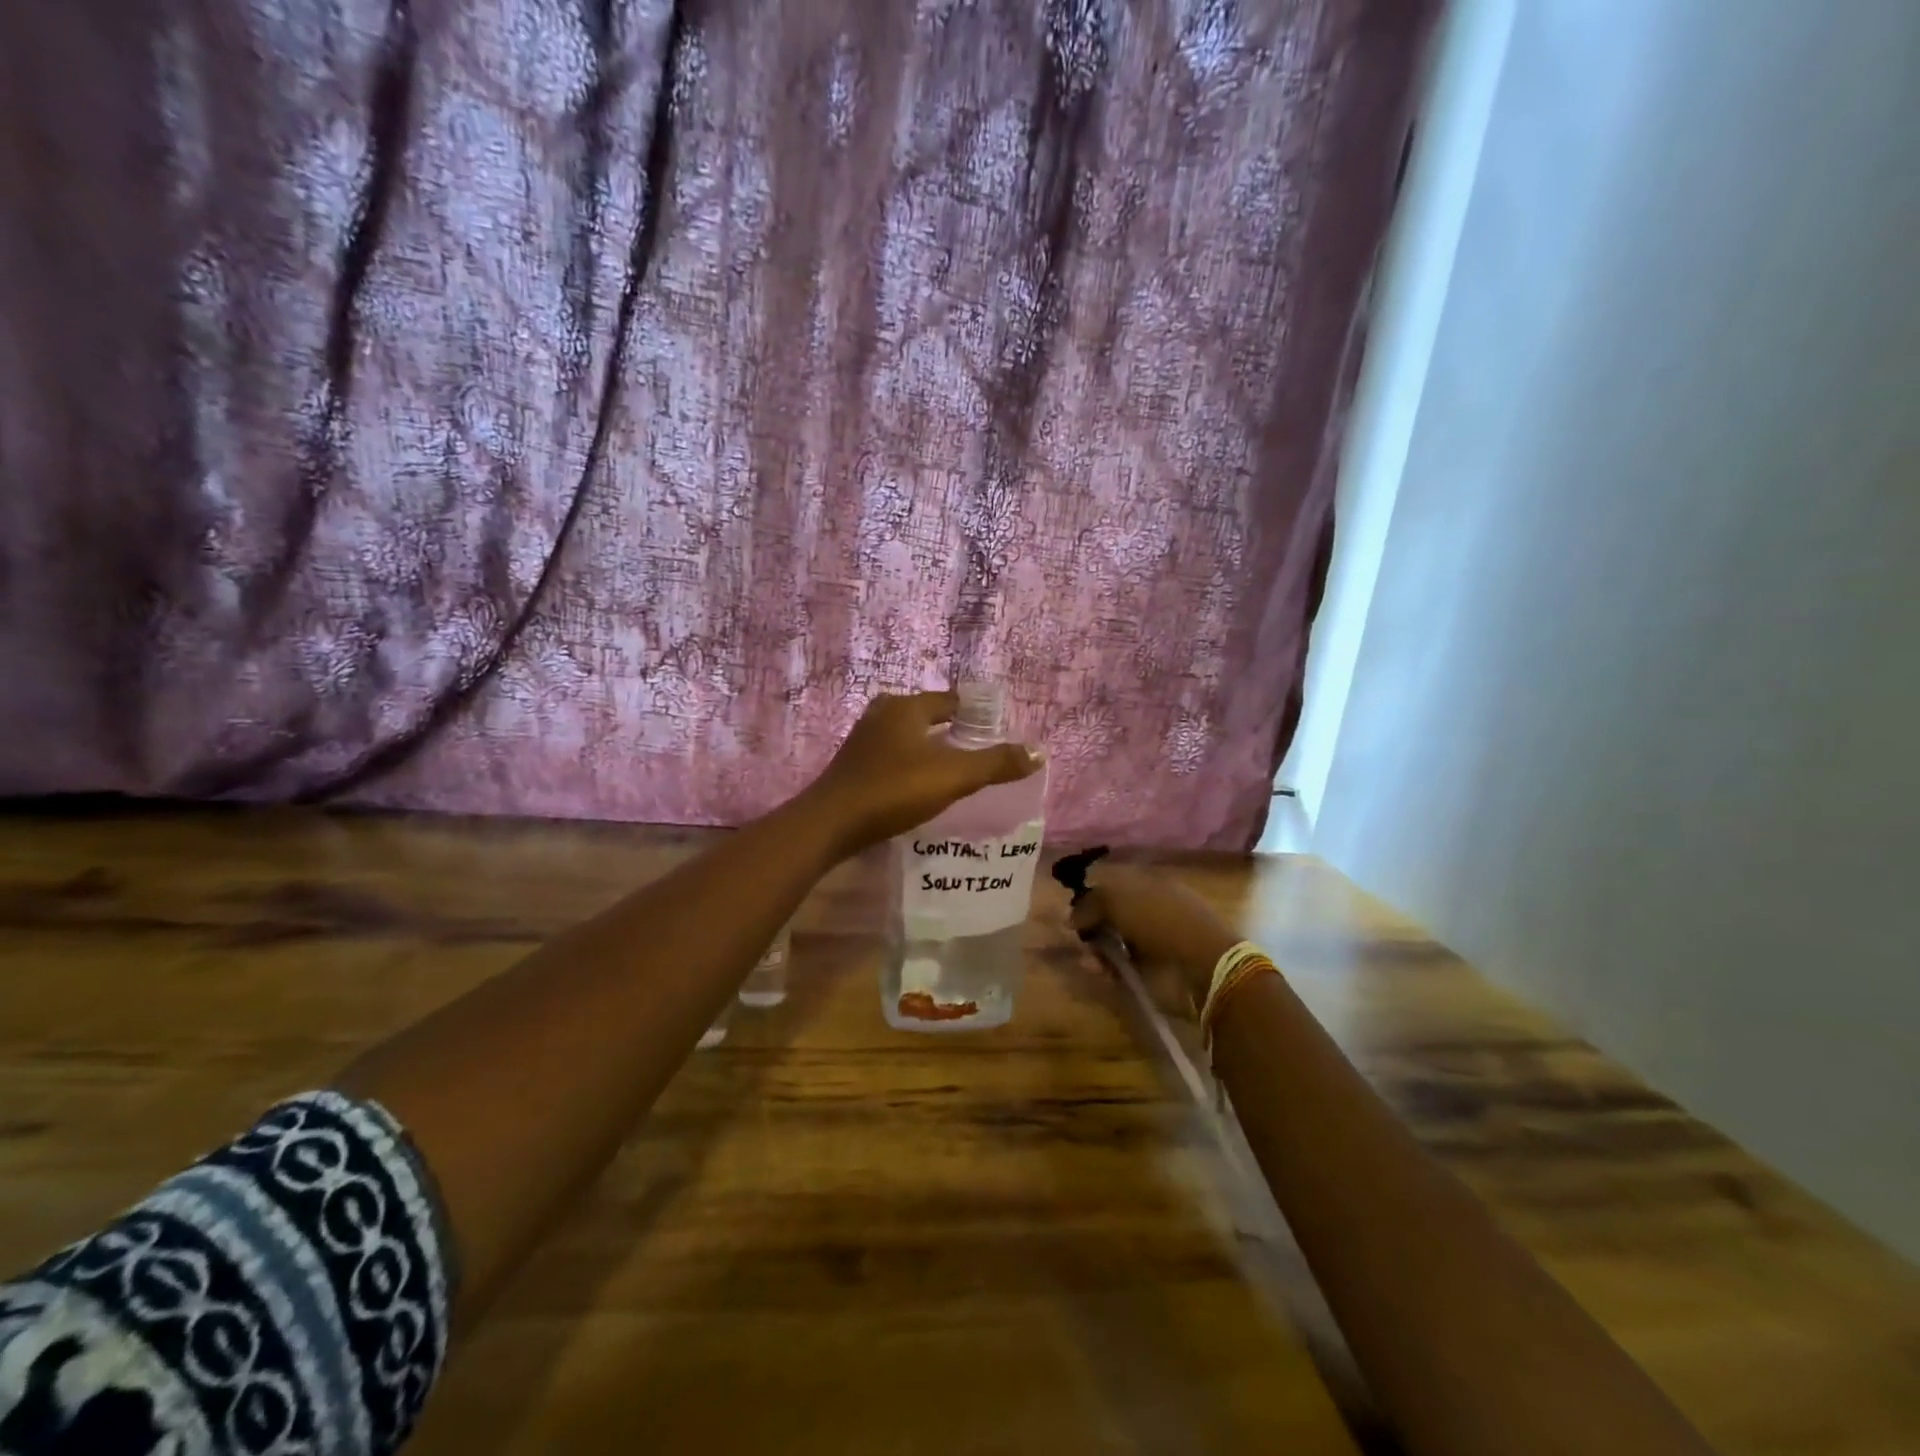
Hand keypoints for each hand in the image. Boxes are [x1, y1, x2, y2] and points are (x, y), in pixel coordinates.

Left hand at [804, 691, 1042, 856]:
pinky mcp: (854, 764)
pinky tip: (921, 784)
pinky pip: (893, 755)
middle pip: (927, 715)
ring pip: (908, 736)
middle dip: (953, 729)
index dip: (976, 712)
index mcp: (906, 707)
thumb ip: (995, 764)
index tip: (997, 729)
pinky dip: (911, 763)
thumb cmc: (893, 791)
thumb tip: (1038, 752)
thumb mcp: (952, 776)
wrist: (830, 824)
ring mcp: (864, 739)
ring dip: (930, 747)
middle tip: (979, 750)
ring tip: (955, 769)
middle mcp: (882, 714)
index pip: (950, 700)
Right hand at [1069, 863, 1240, 1006]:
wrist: (1200, 965)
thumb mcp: (1118, 899)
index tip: (1072, 909)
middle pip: (1111, 916)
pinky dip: (1106, 970)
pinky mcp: (1152, 973)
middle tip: (1076, 935)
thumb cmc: (1160, 920)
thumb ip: (1090, 903)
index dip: (1092, 896)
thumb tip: (1070, 917)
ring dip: (1096, 950)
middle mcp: (1151, 911)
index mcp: (1150, 885)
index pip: (1114, 886)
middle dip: (1091, 926)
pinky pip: (1120, 968)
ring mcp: (1153, 943)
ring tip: (1087, 958)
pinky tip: (1098, 971)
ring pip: (1113, 943)